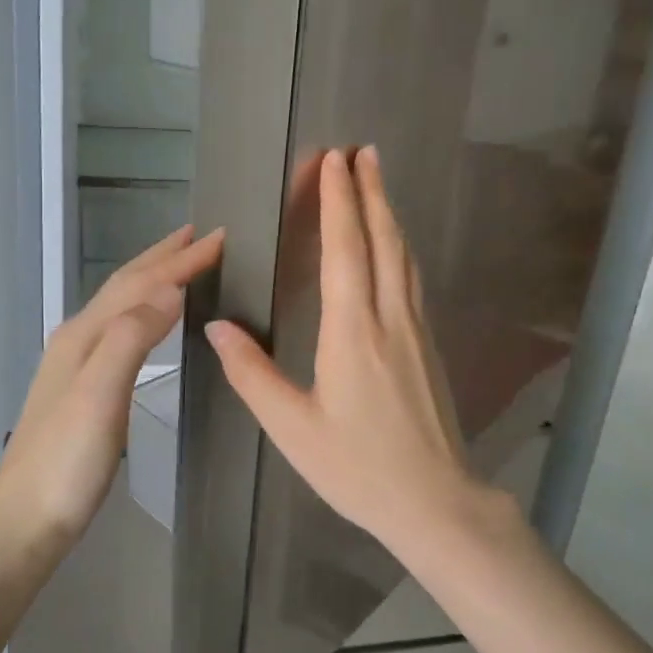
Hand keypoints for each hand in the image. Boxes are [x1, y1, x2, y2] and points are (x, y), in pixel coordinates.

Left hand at [0, 225, 223, 546]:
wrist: (25, 523)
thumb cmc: (66, 463)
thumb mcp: (100, 396)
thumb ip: (131, 338)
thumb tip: (170, 289)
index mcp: (84, 335)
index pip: (140, 283)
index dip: (181, 260)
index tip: (221, 236)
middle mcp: (77, 340)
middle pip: (124, 286)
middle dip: (163, 257)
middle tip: (201, 236)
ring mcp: (76, 366)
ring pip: (120, 306)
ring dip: (152, 280)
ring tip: (181, 268)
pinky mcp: (82, 390)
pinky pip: (120, 331)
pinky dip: (144, 313)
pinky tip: (150, 325)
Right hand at [205, 148, 495, 554]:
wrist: (435, 501)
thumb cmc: (358, 468)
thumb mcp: (292, 429)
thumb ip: (253, 374)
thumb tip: (217, 327)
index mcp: (352, 332)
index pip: (346, 249)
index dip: (339, 201)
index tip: (334, 160)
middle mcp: (390, 319)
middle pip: (383, 240)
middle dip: (370, 191)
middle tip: (362, 151)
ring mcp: (416, 331)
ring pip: (404, 257)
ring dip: (389, 214)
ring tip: (378, 182)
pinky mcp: (429, 346)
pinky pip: (412, 280)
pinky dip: (399, 248)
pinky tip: (395, 248)